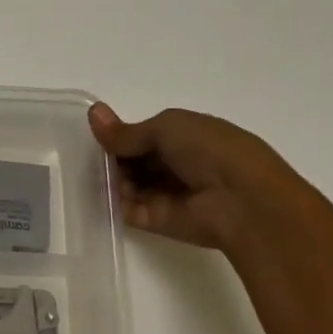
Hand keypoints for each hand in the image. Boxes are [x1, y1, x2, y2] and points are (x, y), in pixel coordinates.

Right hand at [87, 104, 310, 250]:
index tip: (99, 134)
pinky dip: (111, 202)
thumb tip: (93, 113)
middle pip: (135, 161)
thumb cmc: (210, 151)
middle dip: (114, 157)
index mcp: (188, 137)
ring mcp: (167, 194)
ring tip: (94, 173)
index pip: (146, 135)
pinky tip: (98, 191)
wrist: (240, 201)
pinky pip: (126, 209)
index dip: (123, 134)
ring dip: (111, 178)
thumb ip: (127, 131)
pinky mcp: (156, 221)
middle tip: (92, 156)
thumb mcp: (166, 127)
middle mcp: (178, 165)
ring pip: (128, 184)